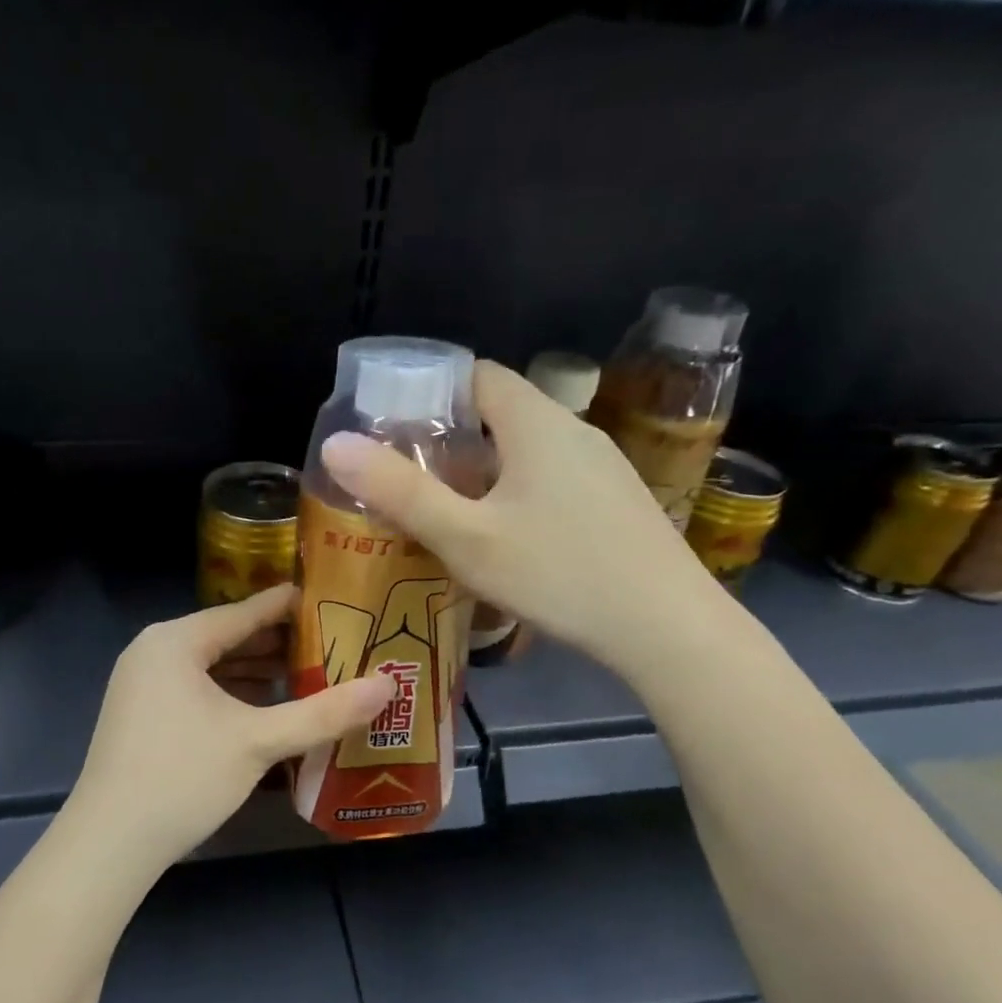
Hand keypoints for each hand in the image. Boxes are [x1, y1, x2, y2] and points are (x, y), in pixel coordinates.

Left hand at [62, 585, 395, 869]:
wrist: (109, 843)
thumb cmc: (183, 776)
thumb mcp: (259, 741)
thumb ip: (324, 712)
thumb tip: (389, 685)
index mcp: (175, 641)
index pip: (244, 612)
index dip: (290, 607)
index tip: (332, 600)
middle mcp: (154, 652)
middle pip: (228, 638)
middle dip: (278, 645)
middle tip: (333, 644)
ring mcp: (142, 685)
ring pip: (211, 667)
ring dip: (257, 673)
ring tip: (309, 675)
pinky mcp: (141, 716)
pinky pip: (196, 690)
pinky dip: (231, 695)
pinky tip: (266, 709)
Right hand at [319, 360, 733, 678]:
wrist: (666, 627)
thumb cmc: (559, 573)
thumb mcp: (466, 538)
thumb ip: (400, 492)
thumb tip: (335, 445)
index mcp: (536, 423)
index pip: (477, 375)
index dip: (431, 393)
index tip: (392, 429)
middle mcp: (574, 432)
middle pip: (501, 414)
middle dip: (450, 440)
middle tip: (406, 479)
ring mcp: (602, 469)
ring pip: (527, 453)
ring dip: (483, 473)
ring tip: (444, 513)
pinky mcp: (616, 504)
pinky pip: (552, 482)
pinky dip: (516, 496)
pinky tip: (504, 543)